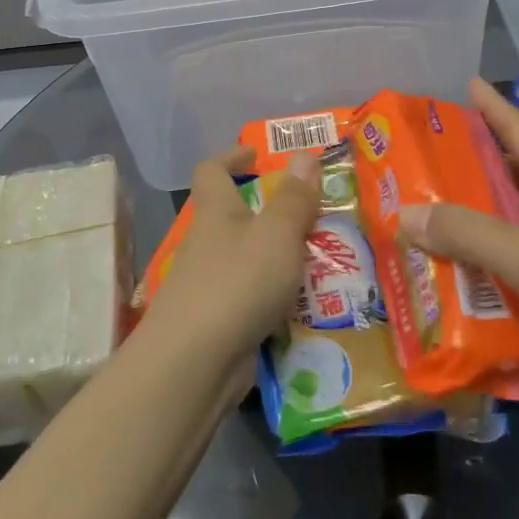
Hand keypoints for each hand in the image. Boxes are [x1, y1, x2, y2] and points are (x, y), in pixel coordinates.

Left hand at [142, 148, 321, 362]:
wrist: (194, 363)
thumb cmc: (237, 282)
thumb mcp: (277, 234)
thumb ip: (294, 198)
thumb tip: (305, 155)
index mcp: (216, 212)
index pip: (212, 171)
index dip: (232, 157)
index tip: (257, 155)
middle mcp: (207, 244)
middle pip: (233, 217)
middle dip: (270, 213)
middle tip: (313, 215)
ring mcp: (209, 285)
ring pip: (247, 260)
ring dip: (278, 258)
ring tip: (323, 261)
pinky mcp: (218, 322)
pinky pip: (252, 298)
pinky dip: (275, 297)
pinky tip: (307, 307)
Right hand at [397, 78, 518, 416]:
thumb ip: (467, 233)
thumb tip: (403, 212)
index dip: (495, 108)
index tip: (467, 84)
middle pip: (514, 180)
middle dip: (472, 168)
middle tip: (424, 159)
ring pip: (511, 230)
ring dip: (473, 226)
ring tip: (423, 217)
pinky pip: (515, 274)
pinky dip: (485, 272)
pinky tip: (450, 278)